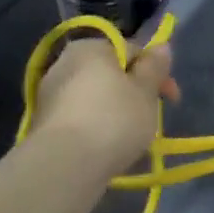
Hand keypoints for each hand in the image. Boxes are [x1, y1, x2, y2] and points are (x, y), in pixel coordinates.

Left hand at [36, 39, 178, 171]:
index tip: (171, 99)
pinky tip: (106, 149)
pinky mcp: (42, 125)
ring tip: (130, 139)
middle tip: (151, 119)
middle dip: (134, 94)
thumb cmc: (113, 119)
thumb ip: (155, 67)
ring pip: (95, 99)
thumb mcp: (146, 91)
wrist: (64, 165)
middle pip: (111, 75)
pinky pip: (80, 120)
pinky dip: (96, 129)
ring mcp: (49, 95)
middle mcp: (64, 63)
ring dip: (115, 113)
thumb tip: (162, 47)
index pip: (133, 51)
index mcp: (90, 47)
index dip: (157, 73)